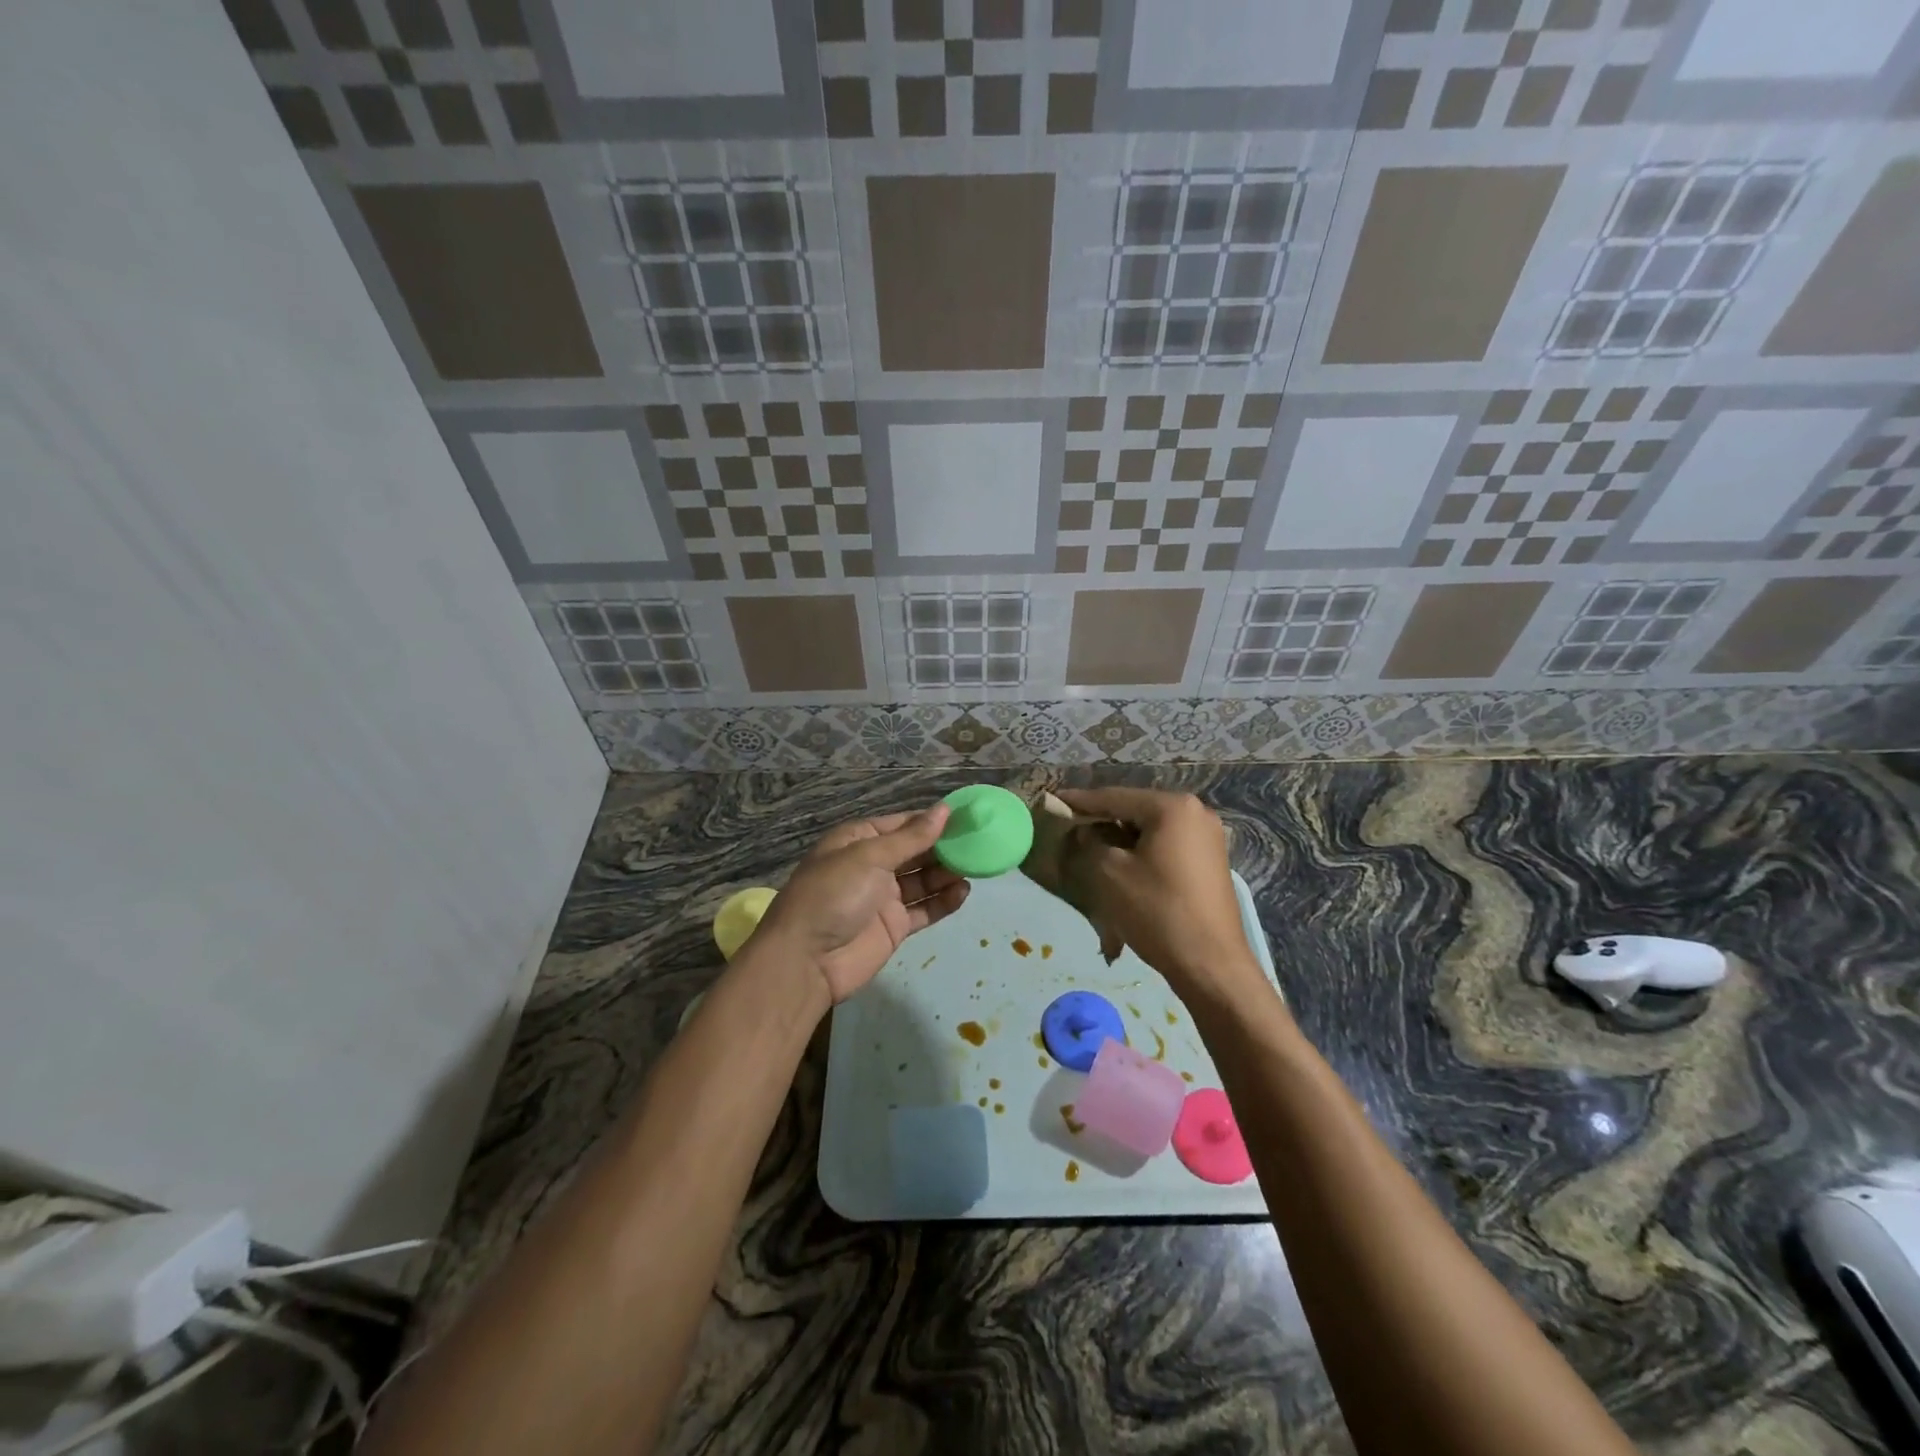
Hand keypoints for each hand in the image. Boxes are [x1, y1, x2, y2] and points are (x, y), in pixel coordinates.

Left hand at [755, 804, 970, 1005]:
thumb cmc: (833, 895)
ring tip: (976, 866)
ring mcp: (883, 897)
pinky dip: (943, 901)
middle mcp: (872, 865)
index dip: (932, 820)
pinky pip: (924, 909)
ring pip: (923, 880)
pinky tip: (963, 892)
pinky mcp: (894, 926)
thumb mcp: (869, 857)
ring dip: (946, 873)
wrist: (806, 961)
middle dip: (944, 847)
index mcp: (858, 840)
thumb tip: (944, 810)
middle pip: (915, 851)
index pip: (902, 824)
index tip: (966, 817)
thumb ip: (911, 837)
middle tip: (979, 842)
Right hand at [1056, 788, 1261, 997]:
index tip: (1054, 801)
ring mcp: (1208, 838)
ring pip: (1151, 831)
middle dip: (1102, 821)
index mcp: (1172, 807)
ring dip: (1121, 840)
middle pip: (1135, 811)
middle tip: (1071, 828)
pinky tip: (1123, 868)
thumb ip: (1091, 841)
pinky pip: (1166, 847)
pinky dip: (1142, 853)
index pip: (1115, 797)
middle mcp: (1196, 813)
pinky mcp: (1210, 862)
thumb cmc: (1157, 911)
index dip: (1080, 801)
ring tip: (1092, 850)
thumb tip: (1086, 831)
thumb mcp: (1110, 872)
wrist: (1211, 965)